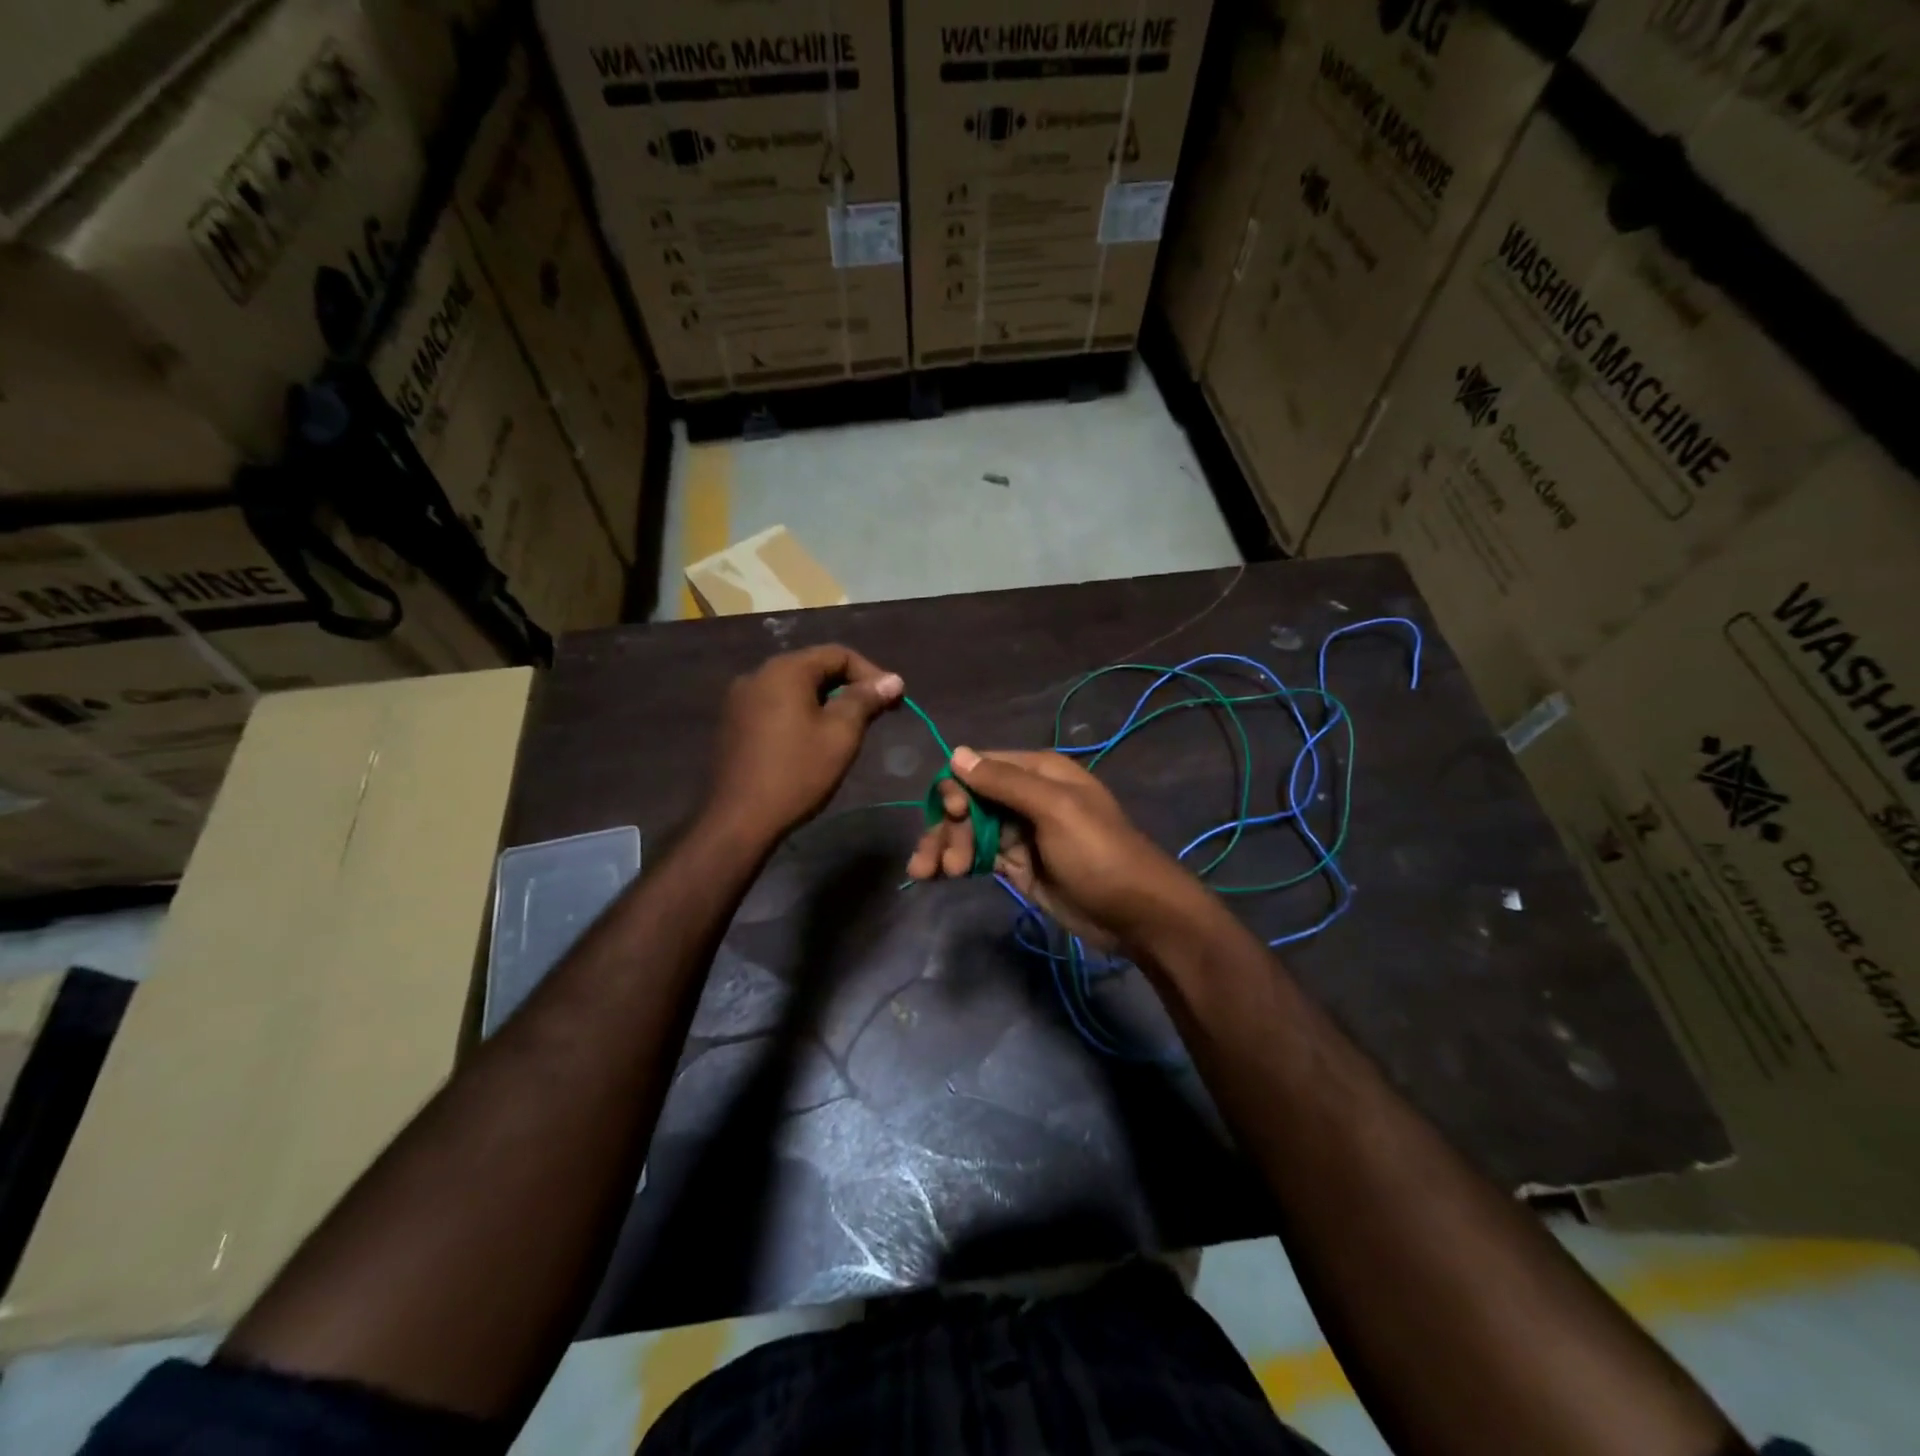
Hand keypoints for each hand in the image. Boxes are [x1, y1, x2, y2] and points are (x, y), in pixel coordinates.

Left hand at [706, 645, 903, 840]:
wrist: (739, 819)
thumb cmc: (797, 773)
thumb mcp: (841, 735)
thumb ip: (866, 700)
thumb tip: (893, 679)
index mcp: (785, 670)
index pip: (838, 654)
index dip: (872, 673)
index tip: (894, 700)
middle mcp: (758, 675)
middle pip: (814, 668)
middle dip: (849, 687)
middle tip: (876, 714)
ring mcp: (740, 699)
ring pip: (794, 688)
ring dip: (826, 701)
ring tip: (848, 729)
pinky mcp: (733, 723)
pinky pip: (776, 706)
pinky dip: (801, 713)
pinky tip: (812, 741)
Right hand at [906, 747, 1206, 949]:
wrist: (1135, 914)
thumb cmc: (1098, 852)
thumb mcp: (1055, 809)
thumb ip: (1005, 782)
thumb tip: (956, 753)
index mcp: (1038, 771)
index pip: (979, 767)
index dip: (957, 789)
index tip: (951, 817)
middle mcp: (1025, 795)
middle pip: (969, 801)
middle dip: (949, 828)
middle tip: (946, 864)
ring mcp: (1019, 832)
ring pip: (968, 830)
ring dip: (946, 847)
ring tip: (931, 874)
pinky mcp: (1017, 864)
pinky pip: (978, 856)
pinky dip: (955, 863)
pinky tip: (935, 876)